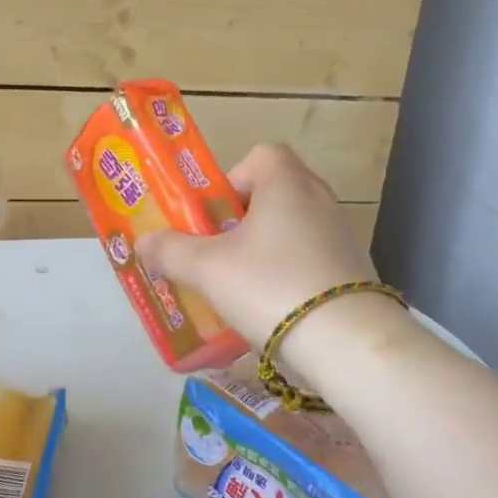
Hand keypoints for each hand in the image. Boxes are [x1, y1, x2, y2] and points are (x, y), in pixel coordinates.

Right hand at [136, 144, 403, 388]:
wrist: (347, 341)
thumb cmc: (271, 286)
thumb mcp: (208, 269)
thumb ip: (171, 252)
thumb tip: (143, 243)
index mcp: (287, 183)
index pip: (260, 156)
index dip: (231, 180)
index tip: (213, 217)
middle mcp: (320, 199)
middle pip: (273, 195)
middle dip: (240, 222)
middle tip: (217, 255)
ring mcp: (342, 235)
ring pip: (291, 230)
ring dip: (264, 250)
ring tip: (240, 288)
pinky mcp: (354, 270)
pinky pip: (311, 259)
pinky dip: (289, 274)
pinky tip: (273, 309)